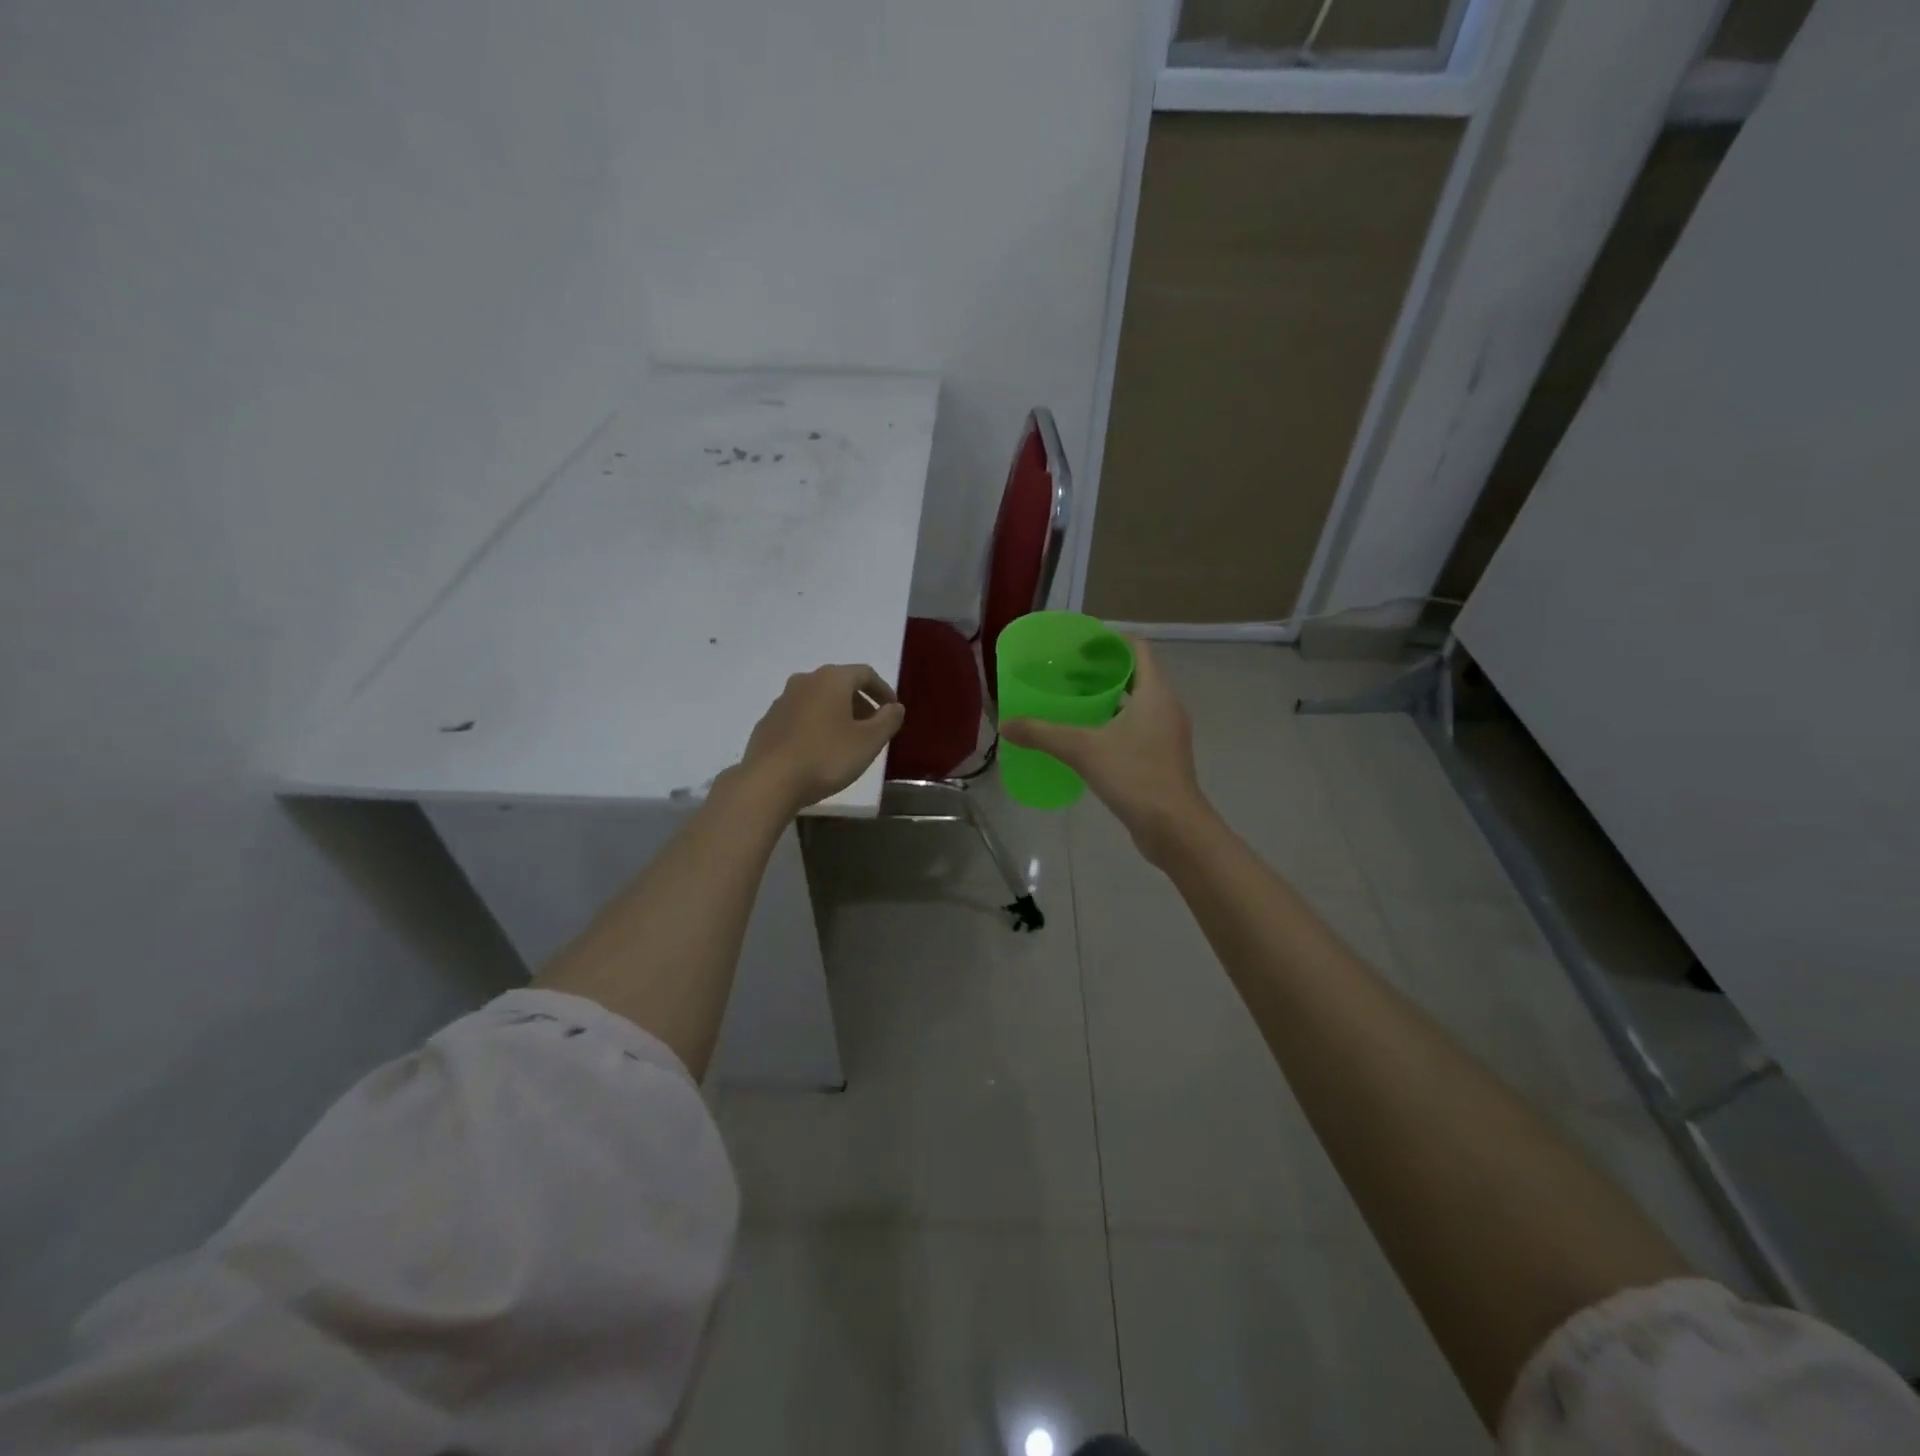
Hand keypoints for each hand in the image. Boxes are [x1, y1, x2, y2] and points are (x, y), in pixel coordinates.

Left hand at [736, 664, 905, 816]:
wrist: (769, 781)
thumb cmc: (826, 757)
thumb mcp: (869, 742)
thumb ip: (888, 720)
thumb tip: (895, 707)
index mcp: (832, 679)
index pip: (865, 674)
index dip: (883, 690)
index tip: (893, 710)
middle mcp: (805, 681)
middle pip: (840, 685)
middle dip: (860, 703)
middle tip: (873, 727)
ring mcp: (782, 701)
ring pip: (819, 700)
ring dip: (837, 714)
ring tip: (848, 740)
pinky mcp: (768, 722)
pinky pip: (801, 716)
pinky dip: (816, 725)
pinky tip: (819, 750)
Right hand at [1001, 638, 1209, 860]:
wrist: (1174, 828)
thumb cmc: (1135, 776)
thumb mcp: (1083, 750)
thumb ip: (1043, 734)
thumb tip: (1006, 724)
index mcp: (1155, 693)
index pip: (1137, 648)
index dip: (1109, 641)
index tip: (1079, 645)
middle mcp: (1166, 707)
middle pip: (1136, 674)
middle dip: (1103, 670)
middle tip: (1067, 672)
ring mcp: (1167, 734)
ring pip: (1137, 703)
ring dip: (1109, 698)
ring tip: (1073, 700)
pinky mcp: (1163, 757)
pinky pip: (1138, 727)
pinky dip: (1115, 723)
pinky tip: (1087, 736)